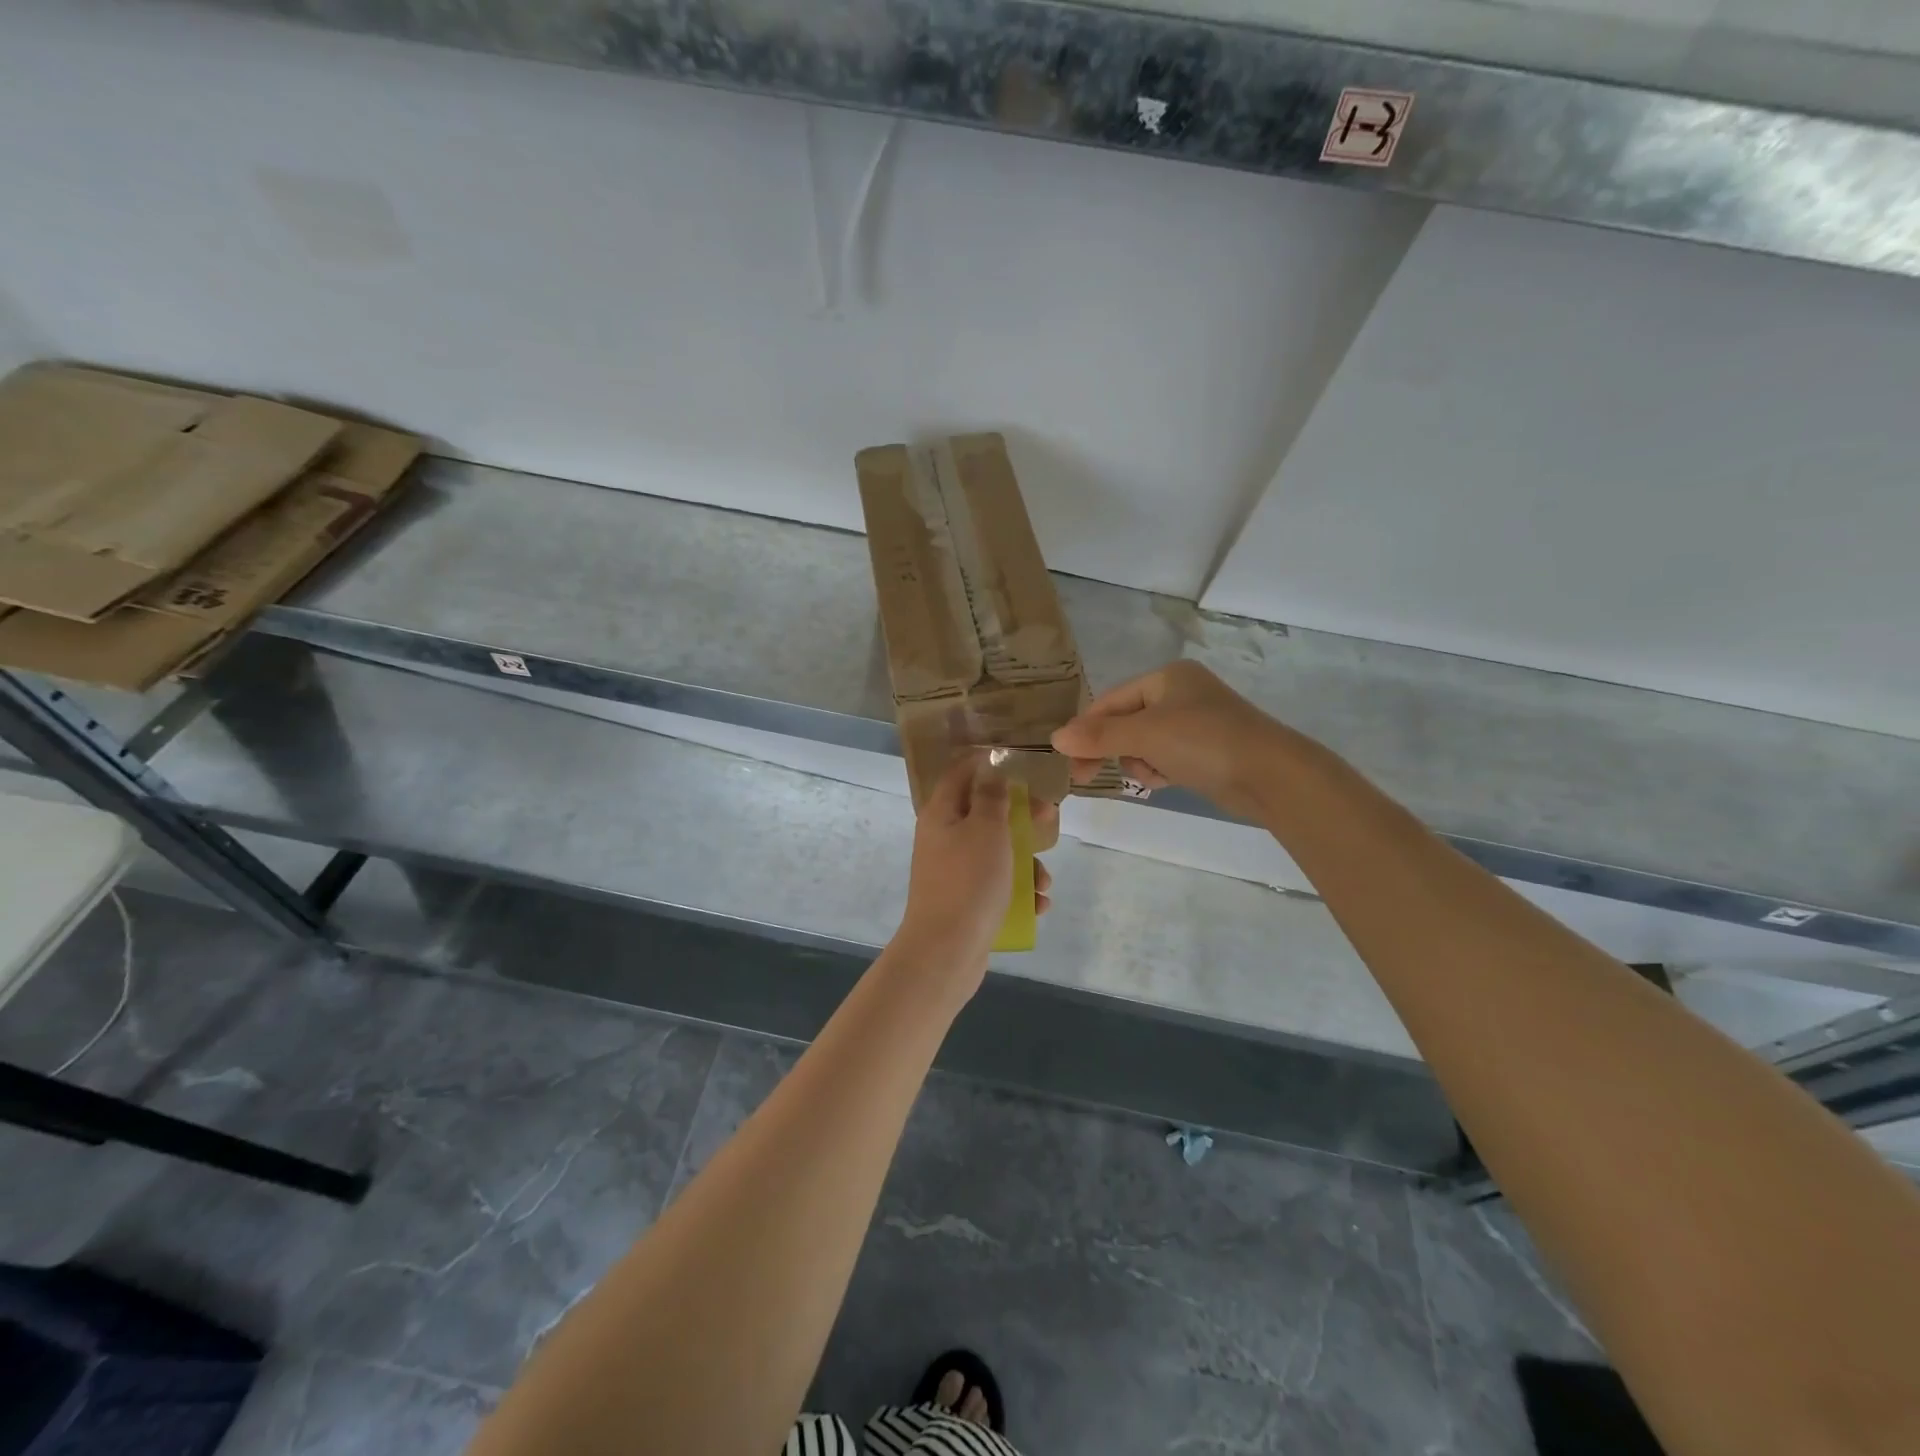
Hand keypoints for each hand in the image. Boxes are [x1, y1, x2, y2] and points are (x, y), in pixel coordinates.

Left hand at [898, 753, 1055, 981]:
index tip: (1019, 762)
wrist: (946, 952)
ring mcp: (954, 872)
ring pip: (997, 852)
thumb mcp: (986, 829)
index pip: (961, 773)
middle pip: (985, 813)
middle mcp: (944, 838)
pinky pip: (997, 885)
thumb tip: (991, 771)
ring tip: (1044, 881)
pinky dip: (1019, 892)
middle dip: (1021, 816)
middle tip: (1049, 817)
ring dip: (1026, 862)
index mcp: (941, 813)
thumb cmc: (969, 881)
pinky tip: (1038, 905)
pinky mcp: (966, 901)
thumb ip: (992, 797)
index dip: (987, 763)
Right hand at [1051, 661, 1289, 818]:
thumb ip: (1098, 737)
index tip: (1068, 759)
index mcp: (1166, 677)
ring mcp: (1194, 722)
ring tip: (1154, 775)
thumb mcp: (1145, 735)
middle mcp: (1180, 694)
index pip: (1110, 701)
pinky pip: (1165, 757)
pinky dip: (1160, 769)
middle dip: (1112, 749)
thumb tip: (1055, 738)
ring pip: (1143, 744)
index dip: (1087, 729)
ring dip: (1139, 762)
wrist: (1271, 774)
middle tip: (1086, 777)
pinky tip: (1168, 781)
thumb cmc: (1204, 742)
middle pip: (1124, 723)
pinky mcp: (1205, 749)